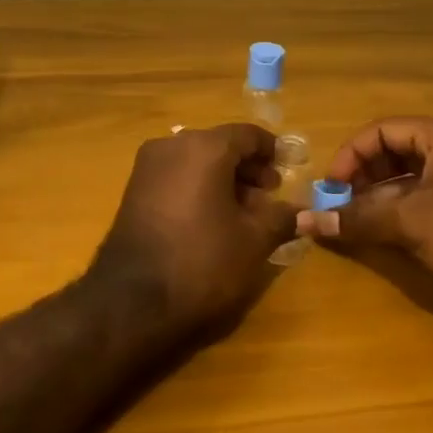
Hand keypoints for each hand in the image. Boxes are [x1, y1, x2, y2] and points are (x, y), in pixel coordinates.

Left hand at [92, 124, 297, 336]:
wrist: (133, 298)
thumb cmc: (202, 260)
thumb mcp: (253, 241)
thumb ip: (280, 218)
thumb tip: (300, 211)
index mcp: (204, 147)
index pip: (247, 134)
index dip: (271, 150)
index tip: (289, 169)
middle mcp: (172, 145)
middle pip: (220, 145)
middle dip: (247, 168)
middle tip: (269, 196)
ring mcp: (148, 166)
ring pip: (196, 160)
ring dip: (223, 178)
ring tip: (245, 212)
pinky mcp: (134, 189)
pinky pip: (176, 175)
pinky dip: (198, 186)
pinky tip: (212, 218)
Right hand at [296, 117, 432, 304]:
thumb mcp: (408, 223)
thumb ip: (356, 218)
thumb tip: (305, 221)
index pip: (381, 131)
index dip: (351, 155)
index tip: (331, 187)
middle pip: (394, 151)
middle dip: (363, 176)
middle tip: (342, 203)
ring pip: (409, 178)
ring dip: (379, 196)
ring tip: (358, 220)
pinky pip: (427, 198)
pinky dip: (402, 211)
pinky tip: (388, 234)